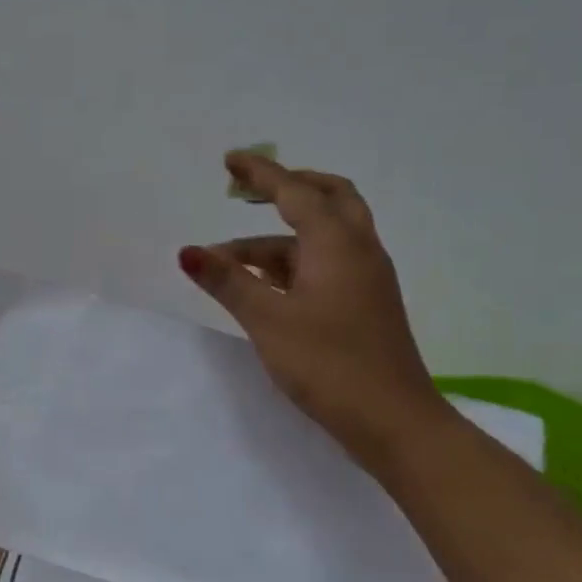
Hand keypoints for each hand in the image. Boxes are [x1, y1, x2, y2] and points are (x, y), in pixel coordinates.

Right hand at [179, 152, 451, 466]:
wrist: (394, 421)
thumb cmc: (328, 364)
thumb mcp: (268, 320)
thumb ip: (227, 282)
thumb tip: (187, 252)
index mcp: (336, 244)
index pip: (294, 192)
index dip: (260, 173)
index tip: (230, 160)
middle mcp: (358, 250)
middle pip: (328, 198)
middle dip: (286, 188)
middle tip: (246, 191)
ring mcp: (366, 278)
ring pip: (323, 236)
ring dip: (278, 237)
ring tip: (228, 262)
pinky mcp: (365, 303)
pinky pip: (327, 262)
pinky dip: (294, 261)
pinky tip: (263, 284)